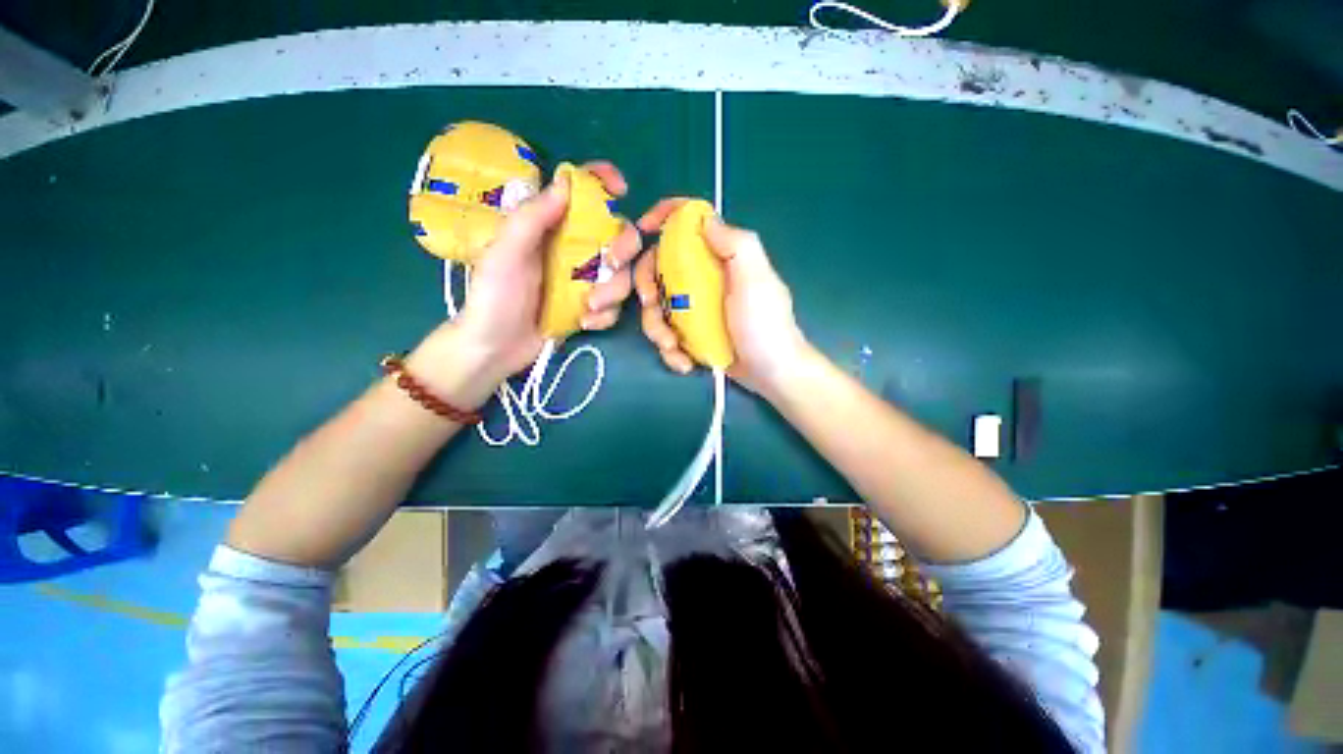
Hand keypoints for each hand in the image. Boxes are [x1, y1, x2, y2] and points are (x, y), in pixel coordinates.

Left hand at [413, 162, 641, 399]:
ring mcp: (585, 281)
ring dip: (613, 292)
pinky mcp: (591, 308)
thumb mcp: (505, 252)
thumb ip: (532, 217)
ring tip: (588, 308)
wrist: (495, 348)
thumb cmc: (494, 297)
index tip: (621, 189)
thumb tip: (566, 182)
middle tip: (611, 263)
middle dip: (623, 248)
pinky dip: (605, 315)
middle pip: (618, 235)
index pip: (579, 194)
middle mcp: (573, 249)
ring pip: (622, 275)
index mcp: (551, 227)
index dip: (602, 182)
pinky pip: (615, 306)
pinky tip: (584, 323)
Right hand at [634, 199, 810, 396]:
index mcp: (720, 258)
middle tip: (653, 305)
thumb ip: (735, 244)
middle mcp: (704, 279)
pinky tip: (685, 363)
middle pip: (659, 268)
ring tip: (673, 347)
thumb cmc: (765, 325)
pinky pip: (668, 334)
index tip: (644, 229)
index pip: (689, 225)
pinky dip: (670, 350)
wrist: (772, 373)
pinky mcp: (692, 334)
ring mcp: (696, 309)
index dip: (664, 216)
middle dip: (648, 287)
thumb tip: (704, 219)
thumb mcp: (756, 279)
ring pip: (658, 306)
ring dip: (657, 328)